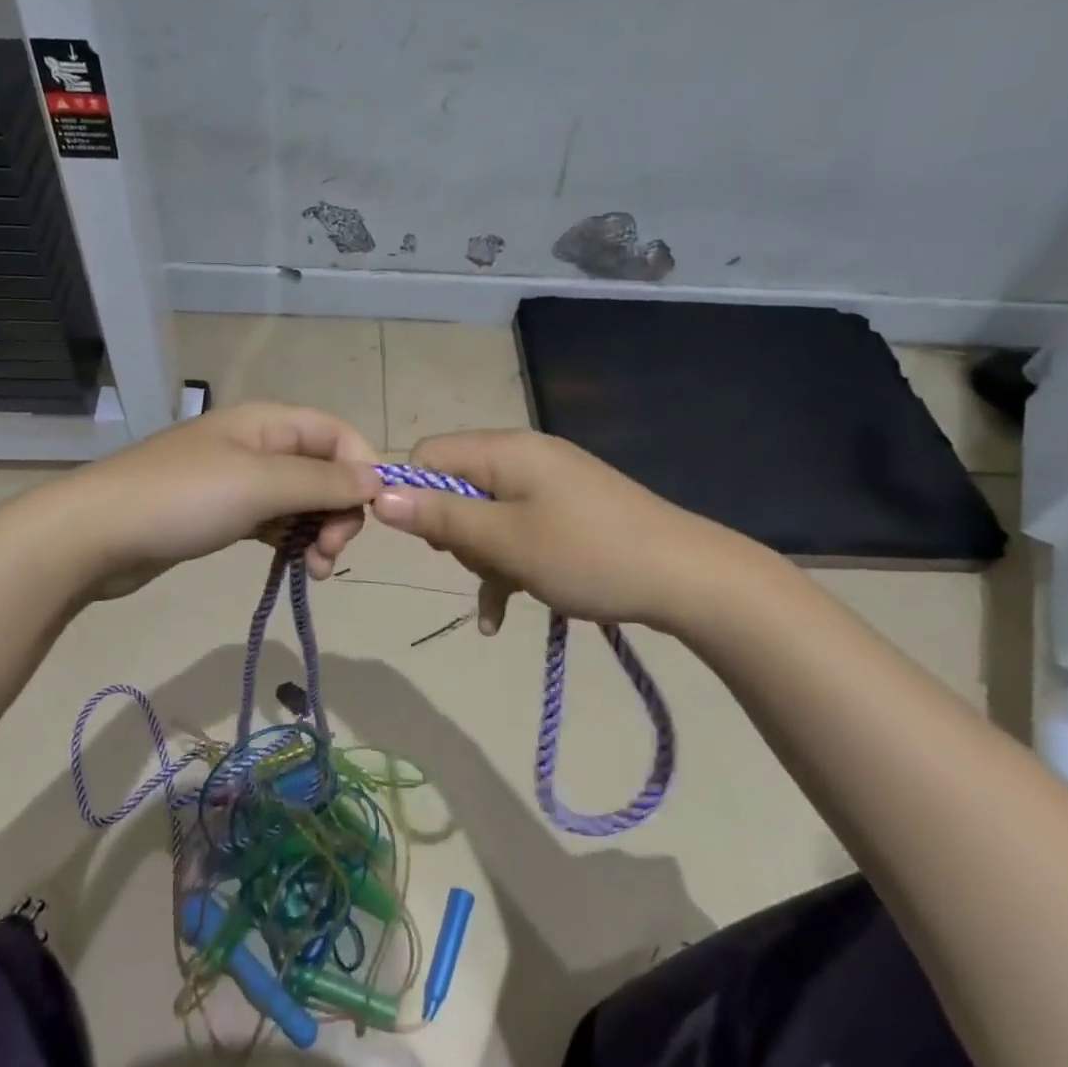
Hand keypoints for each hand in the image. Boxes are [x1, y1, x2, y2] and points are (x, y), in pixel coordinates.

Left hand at [53, 403, 380, 598]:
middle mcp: (259, 445)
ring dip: (318, 532)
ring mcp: (239, 480)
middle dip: (338, 510)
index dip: (362, 469)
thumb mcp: (261, 484)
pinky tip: (295, 567)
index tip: (371, 515)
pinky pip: (274, 521)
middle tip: (331, 552)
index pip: (338, 434)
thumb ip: (323, 481)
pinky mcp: (223, 512)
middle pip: (323, 470)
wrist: (96, 535)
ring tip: (315, 569)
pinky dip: (290, 541)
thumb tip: (376, 479)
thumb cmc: (184, 499)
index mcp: (269, 423)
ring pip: (301, 500)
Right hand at [370, 430, 762, 636]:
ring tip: (501, 592)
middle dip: (454, 532)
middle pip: (456, 486)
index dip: (413, 495)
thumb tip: (378, 494)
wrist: (689, 579)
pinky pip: (517, 532)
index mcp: (505, 450)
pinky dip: (506, 567)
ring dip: (482, 557)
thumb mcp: (505, 541)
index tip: (426, 541)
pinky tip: (500, 616)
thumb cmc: (587, 555)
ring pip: (485, 515)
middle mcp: (523, 457)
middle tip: (477, 563)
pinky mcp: (567, 513)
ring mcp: (548, 485)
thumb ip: (441, 517)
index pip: (429, 455)